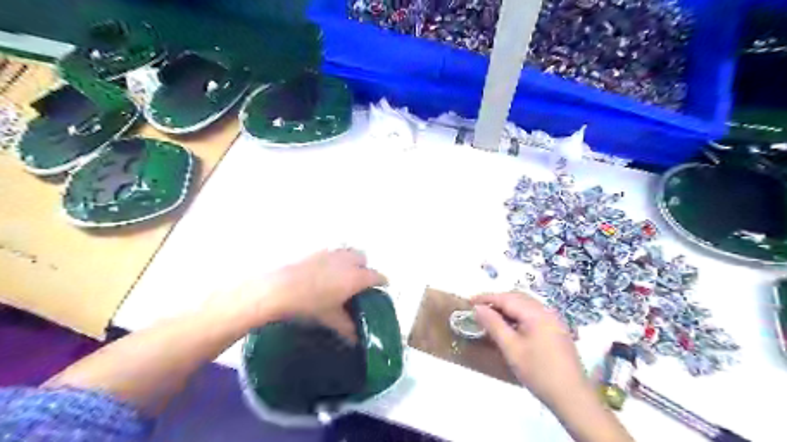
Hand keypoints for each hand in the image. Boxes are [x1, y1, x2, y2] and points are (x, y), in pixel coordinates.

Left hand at [221, 249, 385, 335]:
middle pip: (364, 258)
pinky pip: (333, 252)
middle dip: (365, 267)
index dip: (382, 282)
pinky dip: (335, 259)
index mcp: (356, 277)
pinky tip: (325, 272)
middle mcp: (347, 261)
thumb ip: (347, 327)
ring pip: (348, 252)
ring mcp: (331, 254)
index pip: (377, 276)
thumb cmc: (310, 304)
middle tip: (359, 283)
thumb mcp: (330, 318)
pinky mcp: (316, 252)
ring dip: (351, 260)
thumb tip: (357, 340)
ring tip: (343, 275)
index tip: (382, 288)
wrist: (280, 289)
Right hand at [470, 291, 586, 408]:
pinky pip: (533, 314)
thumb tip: (478, 308)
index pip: (506, 298)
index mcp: (536, 313)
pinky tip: (510, 326)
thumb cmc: (538, 372)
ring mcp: (554, 320)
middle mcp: (546, 311)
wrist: (573, 397)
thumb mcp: (511, 349)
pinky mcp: (556, 329)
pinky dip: (518, 315)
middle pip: (517, 298)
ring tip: (490, 317)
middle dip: (496, 301)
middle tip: (478, 310)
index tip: (468, 302)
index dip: (486, 298)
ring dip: (507, 307)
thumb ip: (494, 325)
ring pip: (525, 305)